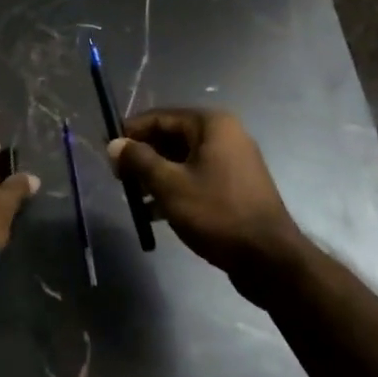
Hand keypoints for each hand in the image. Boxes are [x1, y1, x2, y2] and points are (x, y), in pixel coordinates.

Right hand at [109, 109, 308, 279]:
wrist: (269, 259)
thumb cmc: (217, 213)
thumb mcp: (170, 185)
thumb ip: (139, 160)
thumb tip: (114, 144)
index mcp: (212, 124)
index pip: (160, 118)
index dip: (131, 132)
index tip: (107, 151)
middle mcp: (225, 135)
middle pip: (171, 137)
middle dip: (143, 156)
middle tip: (118, 177)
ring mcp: (233, 161)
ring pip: (183, 160)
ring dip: (156, 175)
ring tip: (133, 197)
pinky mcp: (235, 187)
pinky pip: (196, 177)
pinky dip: (175, 188)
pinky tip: (154, 211)